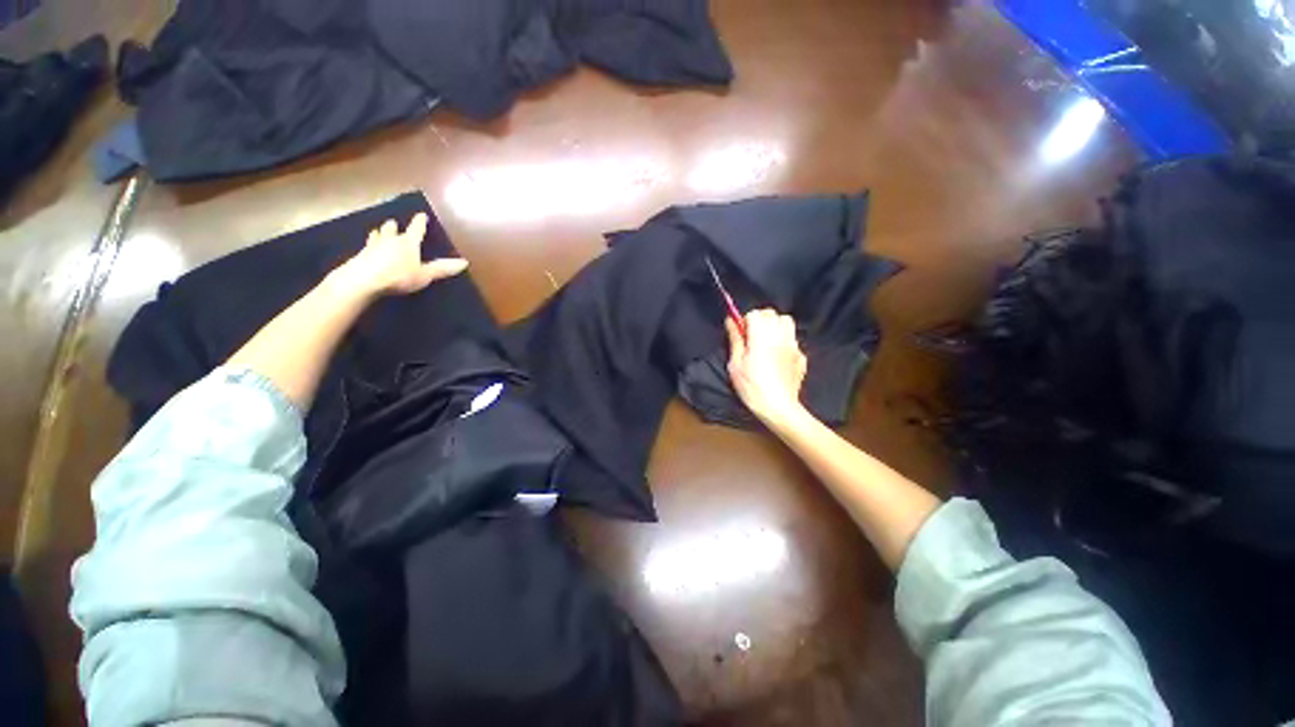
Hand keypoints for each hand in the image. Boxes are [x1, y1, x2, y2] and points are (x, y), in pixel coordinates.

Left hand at [335, 213, 468, 296]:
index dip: (420, 222)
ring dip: (379, 234)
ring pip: (376, 237)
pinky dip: (368, 246)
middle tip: (393, 222)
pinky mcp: (359, 257)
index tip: (422, 215)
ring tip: (377, 231)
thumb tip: (464, 262)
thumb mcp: (424, 275)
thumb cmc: (398, 276)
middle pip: (392, 230)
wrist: (363, 280)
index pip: (416, 229)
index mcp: (408, 243)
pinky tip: (365, 249)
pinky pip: (366, 248)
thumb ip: (442, 269)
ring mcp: (372, 247)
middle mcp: (390, 241)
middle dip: (393, 227)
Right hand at [726, 309, 807, 426]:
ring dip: (775, 326)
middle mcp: (780, 336)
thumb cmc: (752, 387)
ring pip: (786, 322)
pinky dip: (785, 342)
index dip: (745, 321)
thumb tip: (730, 321)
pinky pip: (793, 340)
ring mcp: (793, 346)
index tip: (741, 334)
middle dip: (760, 319)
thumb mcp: (736, 365)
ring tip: (766, 341)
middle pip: (771, 314)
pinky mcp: (801, 356)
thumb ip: (735, 340)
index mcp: (761, 337)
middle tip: (751, 336)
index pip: (755, 314)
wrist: (778, 407)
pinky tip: (778, 356)